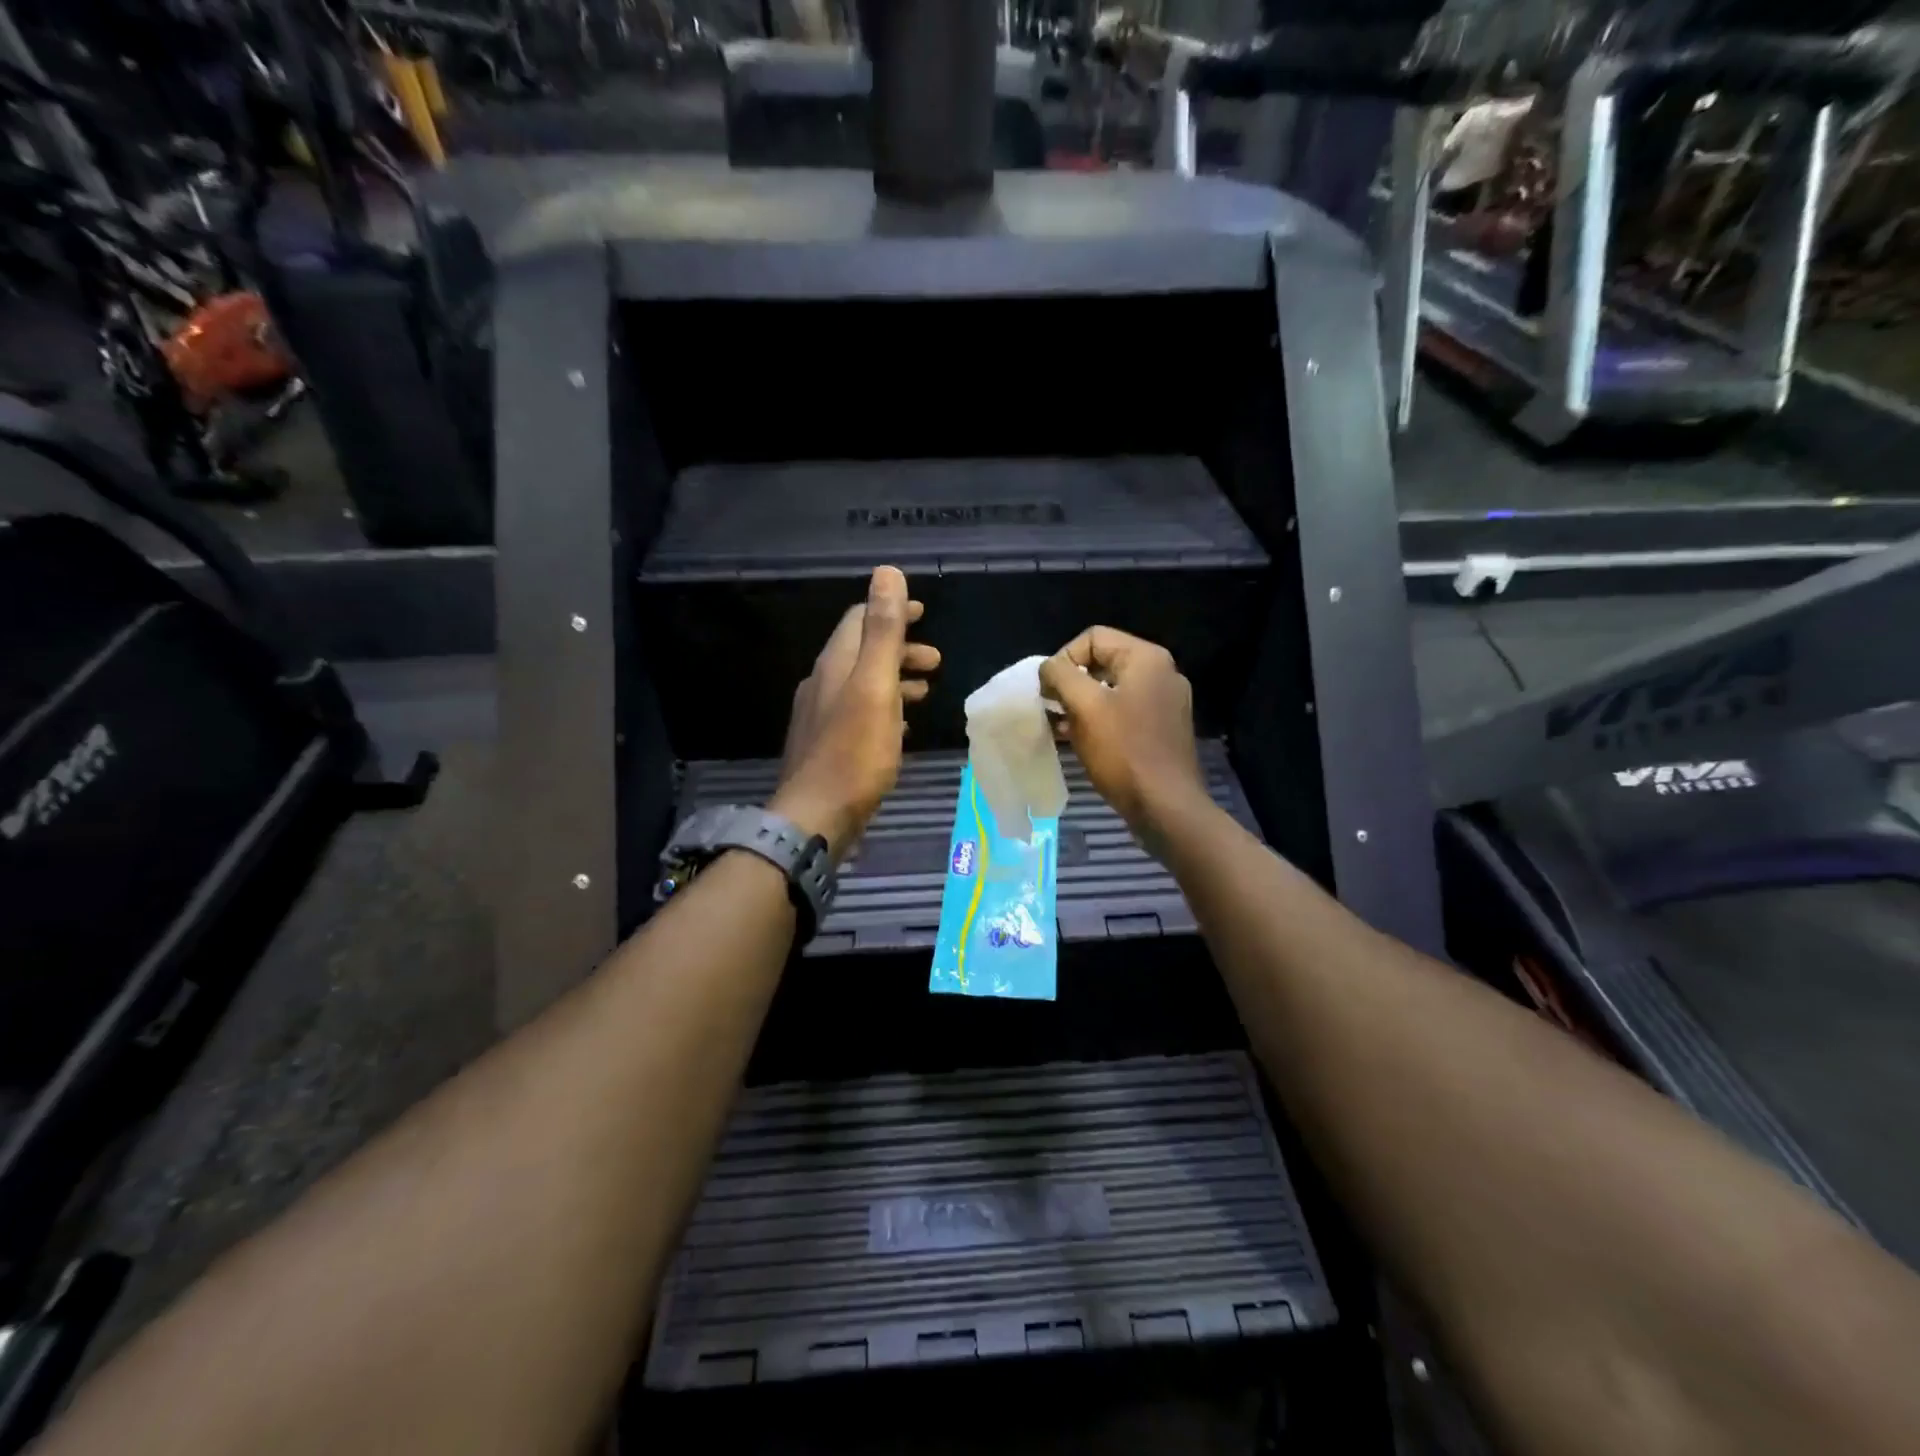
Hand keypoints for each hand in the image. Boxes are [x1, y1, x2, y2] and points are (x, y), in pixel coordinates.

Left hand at [773, 567, 939, 860]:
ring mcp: (821, 717)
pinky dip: (885, 709)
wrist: (816, 817)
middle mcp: (822, 684)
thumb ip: (883, 631)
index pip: (859, 620)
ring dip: (895, 680)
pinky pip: (859, 714)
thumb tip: (887, 573)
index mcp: (835, 664)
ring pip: (862, 684)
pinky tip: (902, 729)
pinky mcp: (827, 746)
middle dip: (900, 649)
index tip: (924, 613)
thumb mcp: (875, 686)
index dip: (891, 610)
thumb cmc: (854, 752)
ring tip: (926, 692)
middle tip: (936, 661)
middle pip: (862, 652)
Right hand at [1039, 626, 1206, 843]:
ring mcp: (1165, 702)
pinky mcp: (1162, 729)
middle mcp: (1161, 673)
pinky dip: (1099, 720)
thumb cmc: (1123, 752)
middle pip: (1103, 661)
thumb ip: (1061, 676)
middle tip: (1052, 708)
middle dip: (1071, 682)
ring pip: (1111, 689)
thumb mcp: (1085, 707)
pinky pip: (1123, 712)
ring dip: (1081, 703)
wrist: (1165, 806)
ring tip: (1060, 726)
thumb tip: (1049, 668)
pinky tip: (1079, 740)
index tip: (1049, 690)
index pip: (1093, 637)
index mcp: (1146, 659)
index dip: (1063, 659)